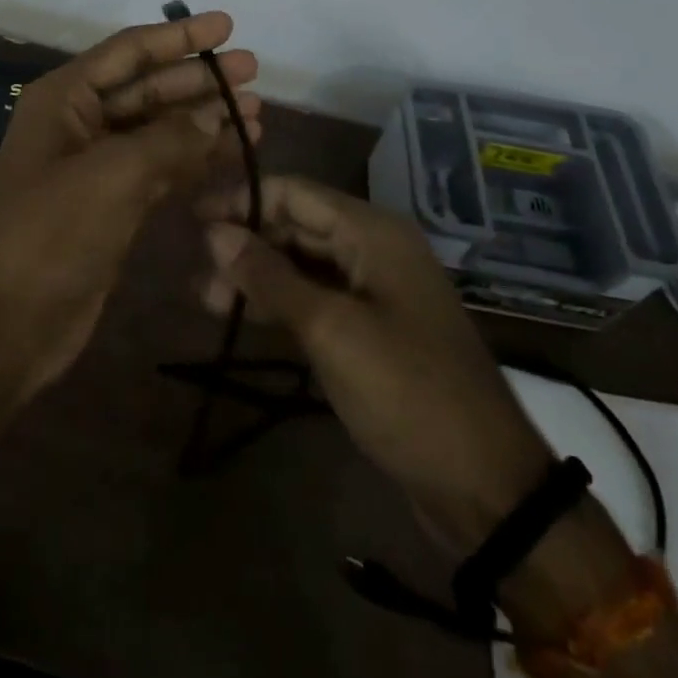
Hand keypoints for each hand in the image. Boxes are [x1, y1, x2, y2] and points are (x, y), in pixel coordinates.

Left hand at [0, 12, 261, 394]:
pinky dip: (196, 159)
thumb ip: (169, 139)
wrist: (11, 322)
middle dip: (200, 79)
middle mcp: (79, 122)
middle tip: (254, 72)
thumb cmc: (52, 233)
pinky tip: (235, 153)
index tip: (227, 25)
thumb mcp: (112, 175)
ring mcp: (97, 165)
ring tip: (258, 113)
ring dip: (205, 119)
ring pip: (160, 128)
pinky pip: (162, 167)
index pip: (130, 52)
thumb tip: (215, 116)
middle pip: (149, 87)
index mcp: (64, 98)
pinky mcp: (114, 203)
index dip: (180, 36)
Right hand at [197, 175, 552, 544]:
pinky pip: (317, 297)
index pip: (293, 192)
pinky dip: (280, 302)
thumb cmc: (406, 392)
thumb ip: (269, 276)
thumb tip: (214, 232)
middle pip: (297, 224)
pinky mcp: (371, 327)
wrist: (485, 485)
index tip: (192, 218)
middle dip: (245, 241)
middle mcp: (373, 248)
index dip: (241, 199)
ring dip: (257, 275)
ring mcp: (374, 288)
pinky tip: (244, 316)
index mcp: (372, 231)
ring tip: (207, 298)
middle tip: (195, 268)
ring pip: (303, 263)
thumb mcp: (330, 330)